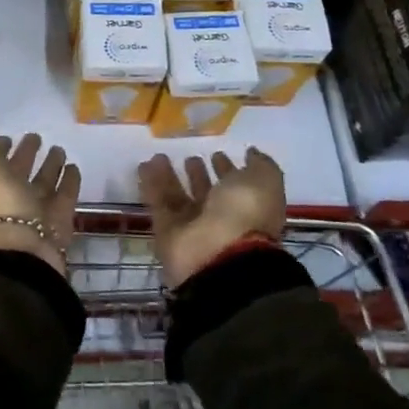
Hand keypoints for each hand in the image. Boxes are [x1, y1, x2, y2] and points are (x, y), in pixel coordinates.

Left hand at [0, 119, 80, 275]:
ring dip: (50, 165)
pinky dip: (69, 181)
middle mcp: (8, 196)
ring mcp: (34, 210)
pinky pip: (65, 195)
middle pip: (17, 171)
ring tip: (59, 148)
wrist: (22, 245)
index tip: (5, 135)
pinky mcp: (58, 219)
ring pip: (42, 183)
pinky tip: (74, 167)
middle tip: (36, 136)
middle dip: (25, 154)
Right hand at [137, 148, 286, 288]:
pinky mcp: (167, 232)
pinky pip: (158, 204)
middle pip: (206, 193)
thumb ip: (260, 165)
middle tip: (188, 157)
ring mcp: (192, 227)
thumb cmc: (246, 214)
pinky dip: (151, 185)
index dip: (227, 170)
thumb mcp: (264, 181)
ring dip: (169, 177)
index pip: (235, 186)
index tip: (217, 153)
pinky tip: (144, 166)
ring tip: (158, 156)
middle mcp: (220, 219)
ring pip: (179, 197)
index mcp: (247, 208)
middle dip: (198, 175)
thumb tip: (251, 153)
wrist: (221, 255)